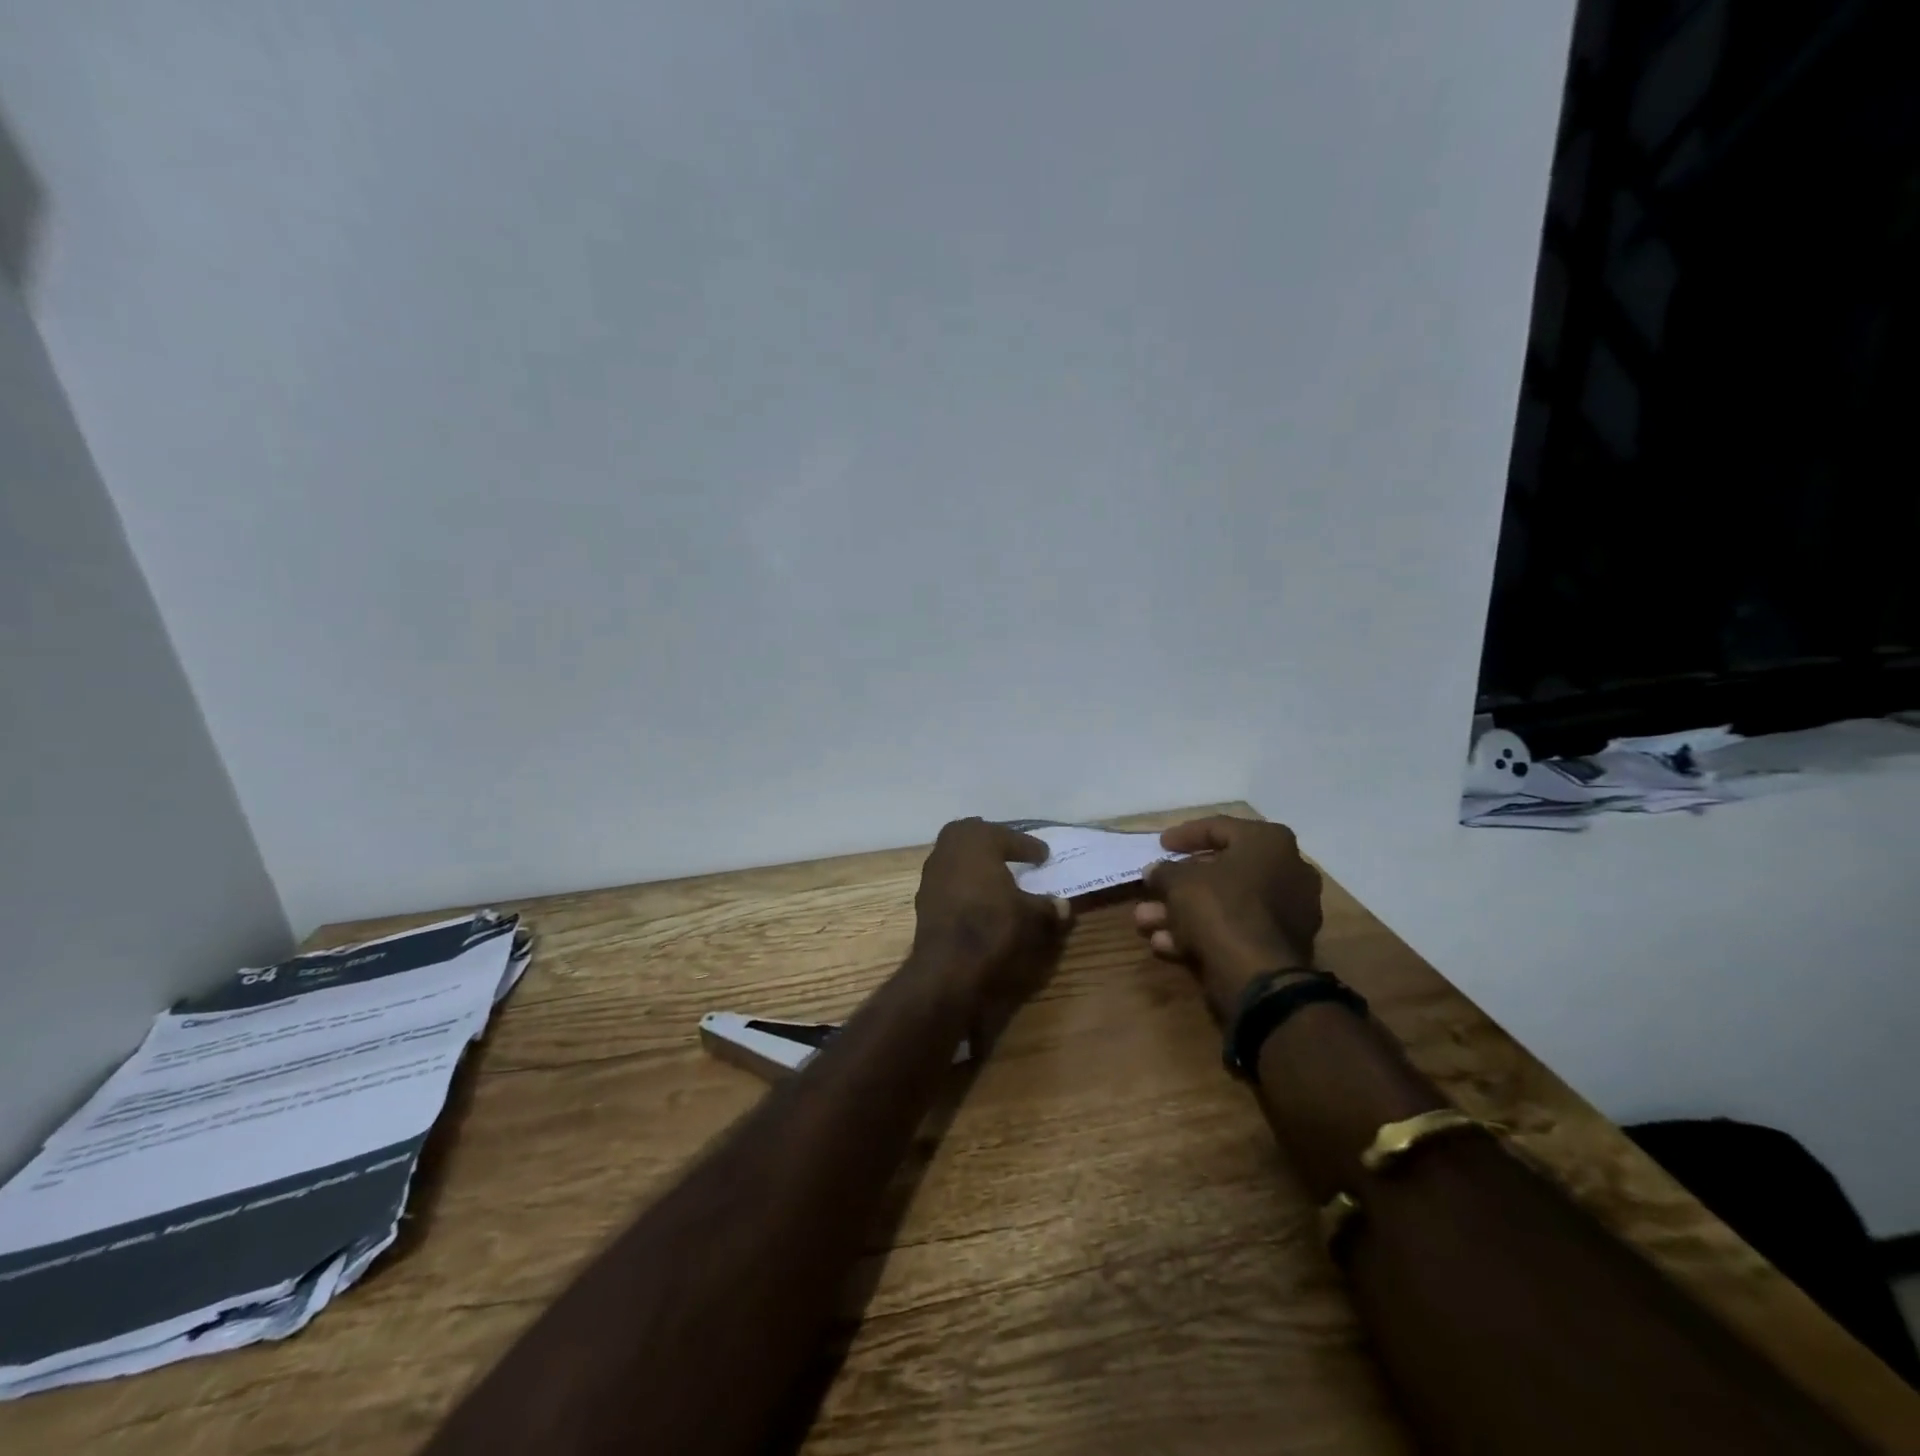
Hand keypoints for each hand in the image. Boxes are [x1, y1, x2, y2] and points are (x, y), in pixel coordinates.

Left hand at [912, 818, 1073, 1013]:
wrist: (947, 965)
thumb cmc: (992, 926)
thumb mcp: (1030, 916)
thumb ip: (1048, 907)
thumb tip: (1064, 906)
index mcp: (978, 840)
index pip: (1009, 837)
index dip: (1029, 846)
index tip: (1043, 855)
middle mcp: (950, 847)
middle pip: (974, 834)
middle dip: (994, 840)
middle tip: (1013, 851)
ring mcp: (932, 871)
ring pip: (957, 854)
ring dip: (975, 860)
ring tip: (996, 874)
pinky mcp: (923, 895)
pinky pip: (948, 877)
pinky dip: (963, 880)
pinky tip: (977, 896)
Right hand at [1132, 816, 1321, 1022]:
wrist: (1258, 975)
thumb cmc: (1220, 908)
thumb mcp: (1179, 881)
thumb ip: (1165, 871)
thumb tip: (1155, 871)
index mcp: (1270, 843)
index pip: (1219, 827)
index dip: (1184, 835)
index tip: (1160, 844)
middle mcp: (1287, 871)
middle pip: (1221, 870)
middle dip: (1179, 882)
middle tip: (1151, 887)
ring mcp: (1288, 911)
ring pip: (1225, 903)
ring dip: (1182, 911)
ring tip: (1145, 921)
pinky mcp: (1281, 945)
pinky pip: (1236, 928)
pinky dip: (1202, 932)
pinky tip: (1165, 944)